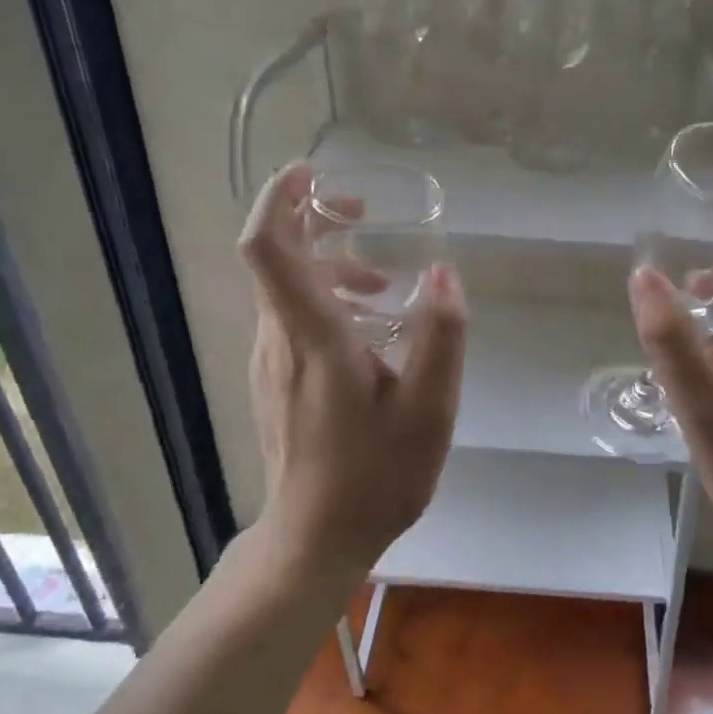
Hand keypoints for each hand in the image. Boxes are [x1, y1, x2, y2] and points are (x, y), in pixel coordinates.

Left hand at [239, 163, 467, 573]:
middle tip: (365, 212)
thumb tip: (444, 275)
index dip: (279, 198)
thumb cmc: (375, 476)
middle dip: (314, 220)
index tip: (312, 173)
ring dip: (329, 265)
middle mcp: (278, 340)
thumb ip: (441, 338)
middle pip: (276, 257)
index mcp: (312, 337)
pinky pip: (291, 318)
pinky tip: (370, 329)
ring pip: (286, 289)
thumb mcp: (430, 410)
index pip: (268, 248)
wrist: (315, 539)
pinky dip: (325, 299)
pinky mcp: (275, 382)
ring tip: (386, 285)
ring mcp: (270, 362)